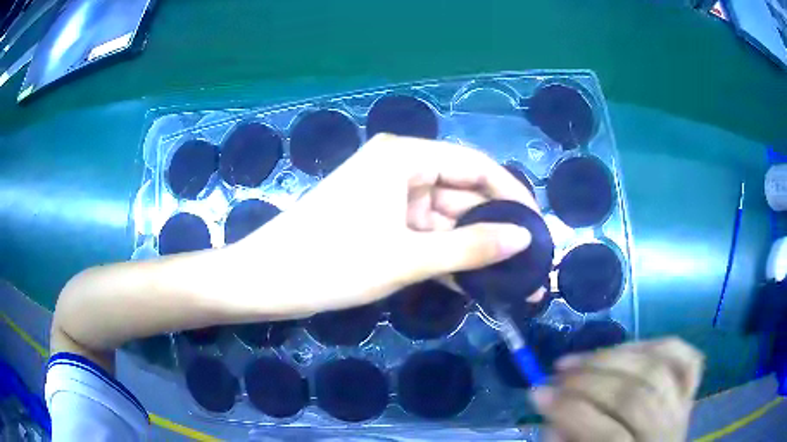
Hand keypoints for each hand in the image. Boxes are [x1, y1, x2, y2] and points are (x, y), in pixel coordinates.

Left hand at [225, 134, 537, 316]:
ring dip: (473, 249)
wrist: (266, 281)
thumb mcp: (407, 257)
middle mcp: (399, 167)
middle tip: (527, 261)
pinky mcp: (379, 223)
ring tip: (510, 278)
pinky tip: (475, 282)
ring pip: (444, 220)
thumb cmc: (331, 262)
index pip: (475, 165)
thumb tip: (522, 238)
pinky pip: (424, 235)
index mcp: (404, 156)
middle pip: (461, 193)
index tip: (536, 227)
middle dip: (494, 229)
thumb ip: (470, 247)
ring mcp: (388, 197)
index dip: (511, 194)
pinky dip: (446, 257)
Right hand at [530, 338, 703, 441]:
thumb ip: (565, 441)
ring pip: (657, 370)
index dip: (570, 411)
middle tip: (557, 373)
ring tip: (583, 358)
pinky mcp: (690, 392)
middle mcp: (666, 433)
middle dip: (590, 380)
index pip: (608, 435)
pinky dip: (659, 346)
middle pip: (634, 397)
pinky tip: (630, 348)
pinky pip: (685, 358)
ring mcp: (683, 409)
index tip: (537, 392)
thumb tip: (551, 409)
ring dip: (615, 357)